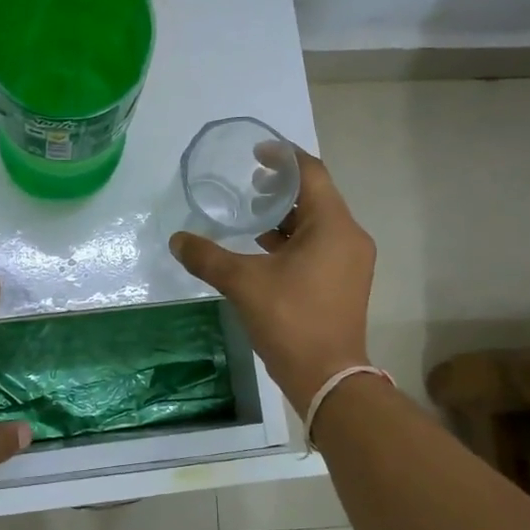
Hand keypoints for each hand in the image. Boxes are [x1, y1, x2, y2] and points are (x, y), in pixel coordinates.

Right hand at [169, 148, 374, 414]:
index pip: (311, 173)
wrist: (327, 377)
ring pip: (319, 222)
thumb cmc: (290, 320)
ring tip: (252, 215)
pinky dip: (295, 239)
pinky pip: (321, 244)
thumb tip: (177, 239)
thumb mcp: (242, 283)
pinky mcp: (346, 281)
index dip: (283, 157)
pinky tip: (265, 249)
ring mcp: (351, 261)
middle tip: (249, 184)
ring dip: (287, 215)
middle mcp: (349, 236)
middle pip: (317, 196)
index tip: (256, 152)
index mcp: (333, 226)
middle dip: (282, 187)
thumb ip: (207, 256)